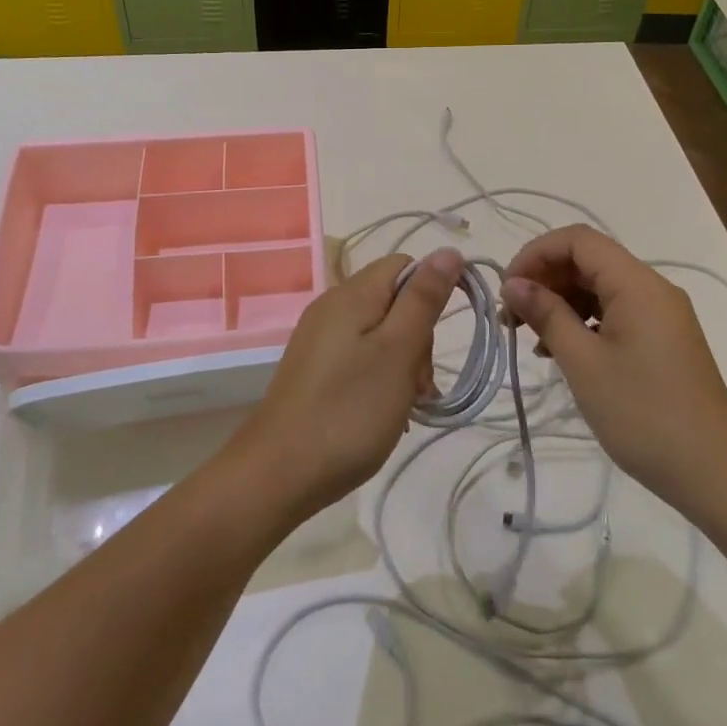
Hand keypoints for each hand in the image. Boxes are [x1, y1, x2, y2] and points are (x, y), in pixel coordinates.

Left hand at [225, 247, 464, 522]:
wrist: (278, 473)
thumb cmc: (348, 411)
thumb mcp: (397, 352)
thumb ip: (423, 299)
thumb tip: (448, 252)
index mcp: (351, 294)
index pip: (404, 266)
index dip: (432, 291)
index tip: (440, 338)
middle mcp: (331, 307)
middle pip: (393, 300)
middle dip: (418, 336)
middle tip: (420, 384)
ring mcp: (319, 339)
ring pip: (379, 332)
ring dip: (403, 362)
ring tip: (407, 404)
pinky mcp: (314, 369)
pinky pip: (360, 356)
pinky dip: (380, 377)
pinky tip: (384, 411)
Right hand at [502, 225, 726, 516]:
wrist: (714, 473)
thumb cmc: (643, 414)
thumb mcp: (583, 363)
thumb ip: (546, 314)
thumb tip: (514, 284)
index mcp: (638, 284)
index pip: (578, 240)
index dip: (536, 253)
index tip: (508, 288)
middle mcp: (652, 289)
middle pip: (588, 261)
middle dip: (545, 279)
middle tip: (511, 318)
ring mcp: (660, 315)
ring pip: (599, 287)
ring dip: (560, 302)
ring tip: (529, 338)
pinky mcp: (661, 339)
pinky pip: (614, 312)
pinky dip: (582, 321)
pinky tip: (560, 351)